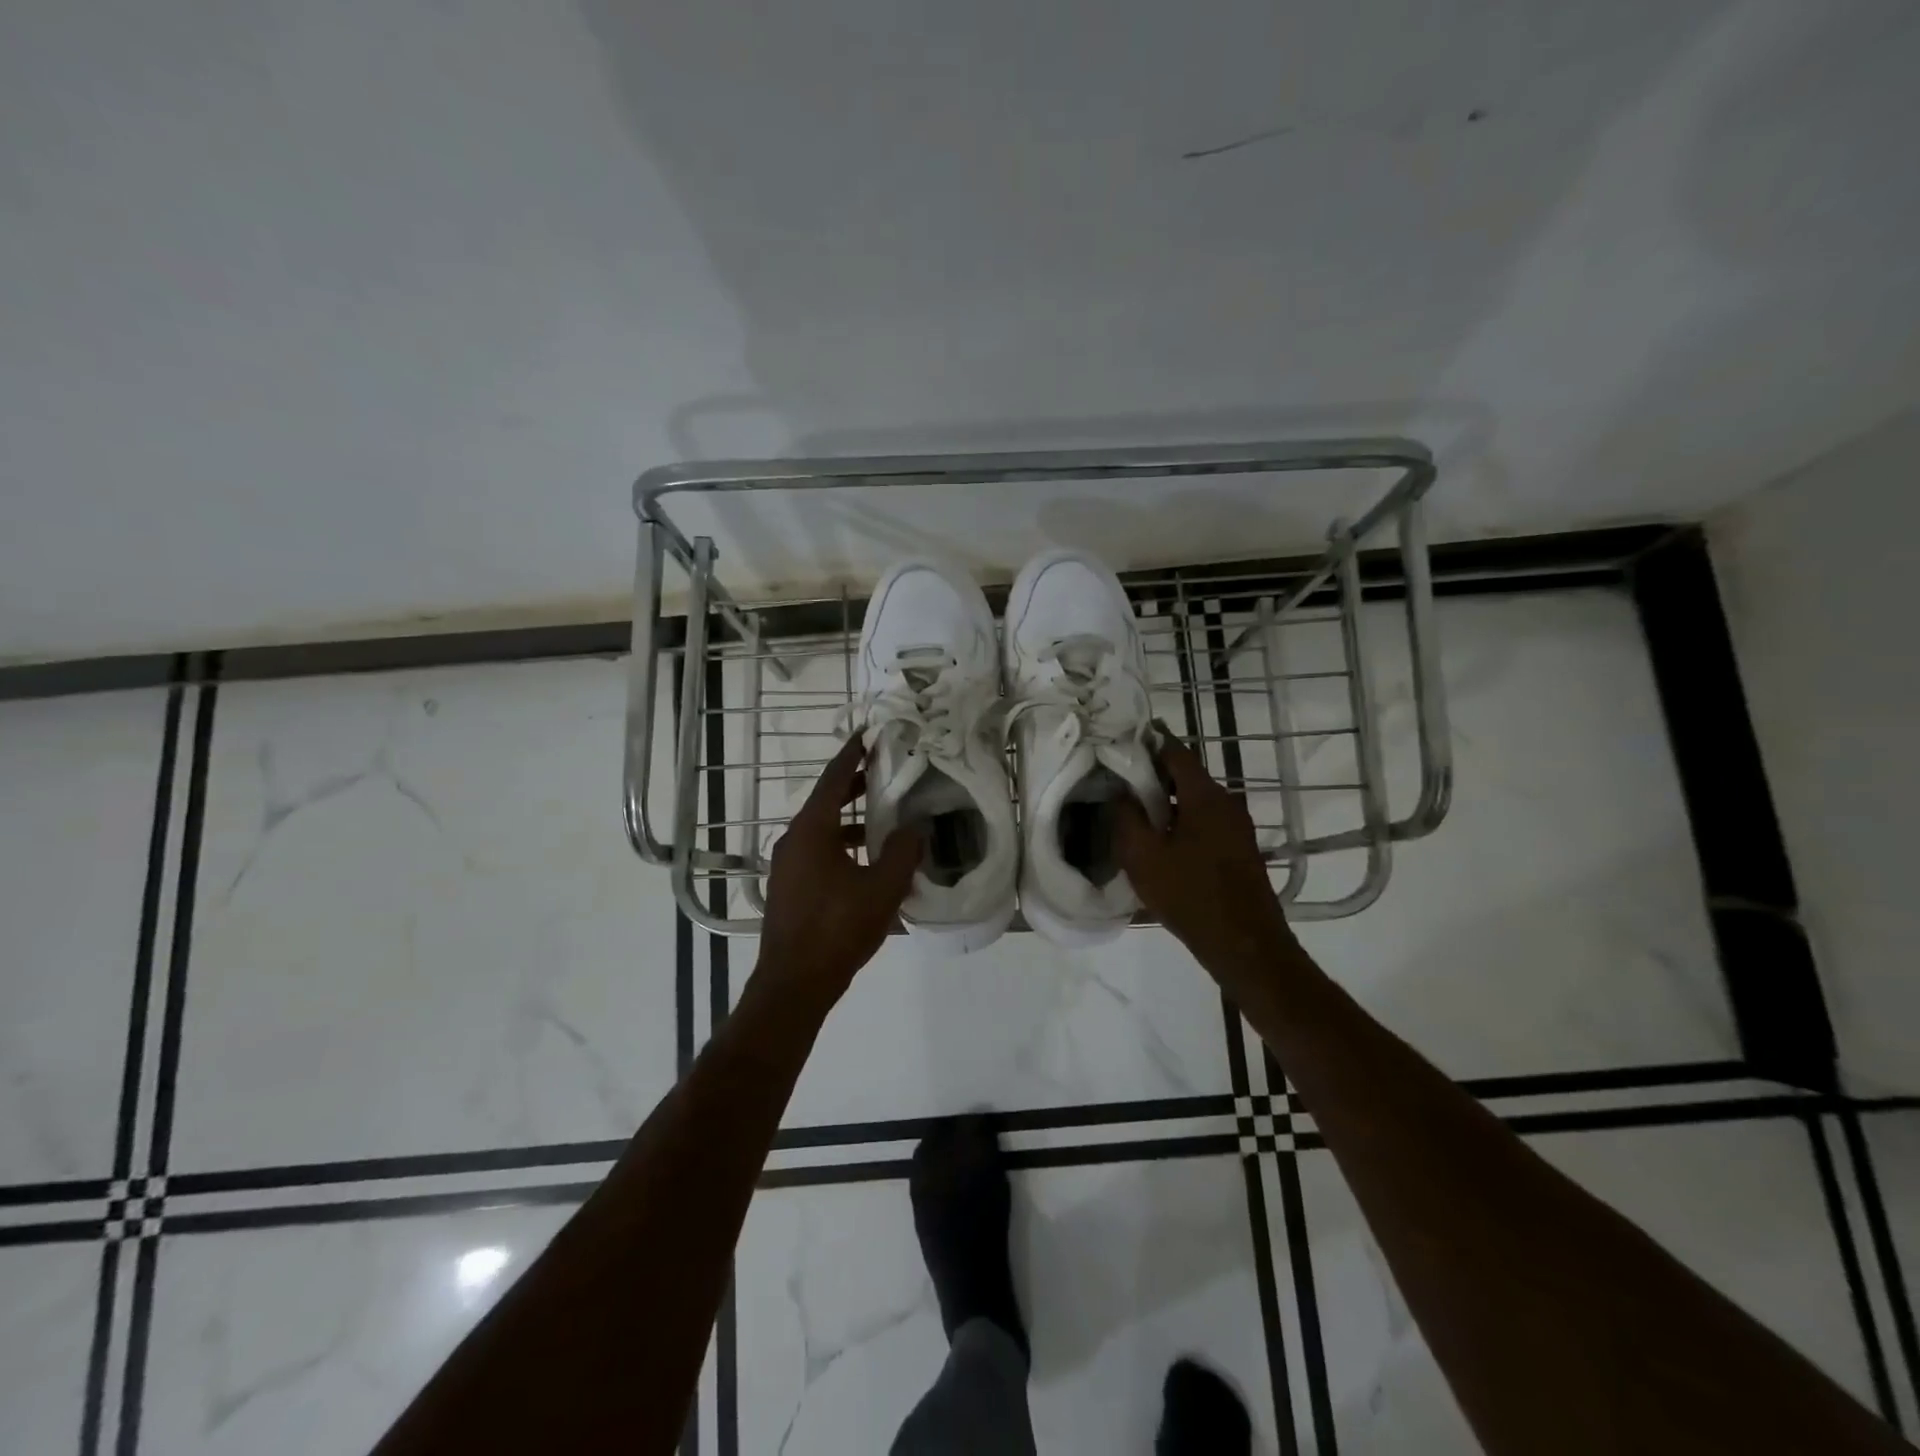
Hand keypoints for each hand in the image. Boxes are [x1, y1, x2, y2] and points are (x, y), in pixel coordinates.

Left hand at [757, 735, 921, 998]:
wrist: (794, 984)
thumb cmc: (838, 928)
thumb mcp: (882, 888)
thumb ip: (903, 852)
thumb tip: (916, 827)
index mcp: (811, 830)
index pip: (833, 778)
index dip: (852, 754)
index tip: (869, 733)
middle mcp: (794, 840)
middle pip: (826, 801)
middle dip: (855, 785)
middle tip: (885, 770)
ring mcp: (788, 866)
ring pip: (823, 830)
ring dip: (852, 821)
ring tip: (885, 820)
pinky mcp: (791, 888)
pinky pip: (819, 853)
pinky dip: (843, 846)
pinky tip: (868, 864)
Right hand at [1115, 734, 1297, 982]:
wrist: (1244, 944)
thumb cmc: (1189, 895)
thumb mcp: (1143, 856)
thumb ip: (1127, 816)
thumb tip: (1122, 791)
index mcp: (1204, 796)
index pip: (1175, 751)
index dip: (1150, 741)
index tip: (1124, 738)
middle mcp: (1227, 802)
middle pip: (1186, 776)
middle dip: (1153, 775)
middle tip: (1120, 781)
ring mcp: (1238, 827)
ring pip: (1195, 801)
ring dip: (1167, 802)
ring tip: (1136, 814)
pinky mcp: (1241, 849)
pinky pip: (1206, 822)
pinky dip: (1182, 822)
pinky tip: (1162, 842)